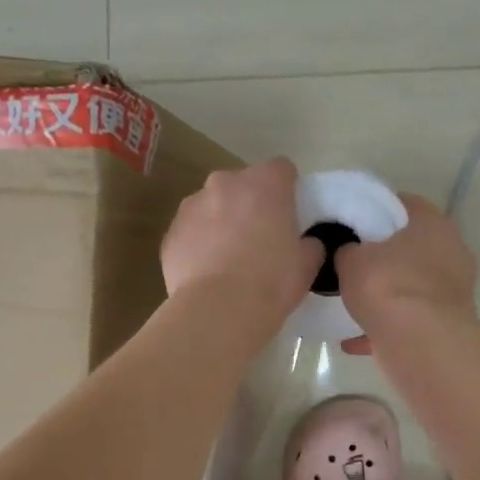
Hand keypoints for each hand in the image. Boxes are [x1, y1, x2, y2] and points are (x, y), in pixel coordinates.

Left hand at [162, 158, 322, 322]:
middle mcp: (225, 183)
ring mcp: (192, 205)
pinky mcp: (170, 232)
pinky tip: (206, 273)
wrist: (218, 310)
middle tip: (259, 240)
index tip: (289, 214)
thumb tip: (305, 243)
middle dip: (250, 204)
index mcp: (265, 184)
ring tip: (228, 260)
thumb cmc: (271, 282)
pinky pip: (190, 231)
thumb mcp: (306, 264)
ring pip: (212, 206)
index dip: (287, 190)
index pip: (281, 169)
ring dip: (221, 222)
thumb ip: (309, 244)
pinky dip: (198, 244)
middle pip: (242, 185)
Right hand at [336, 193, 477, 355]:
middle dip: (386, 255)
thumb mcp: (350, 259)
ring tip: (355, 302)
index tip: (354, 222)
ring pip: (414, 286)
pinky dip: (386, 327)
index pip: (405, 204)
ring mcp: (455, 291)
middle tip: (355, 262)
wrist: (419, 343)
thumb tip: (347, 252)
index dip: (378, 210)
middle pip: (414, 247)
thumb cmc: (387, 285)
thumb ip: (347, 250)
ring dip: (389, 294)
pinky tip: (354, 339)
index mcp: (434, 224)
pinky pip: (411, 319)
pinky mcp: (448, 324)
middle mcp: (453, 252)